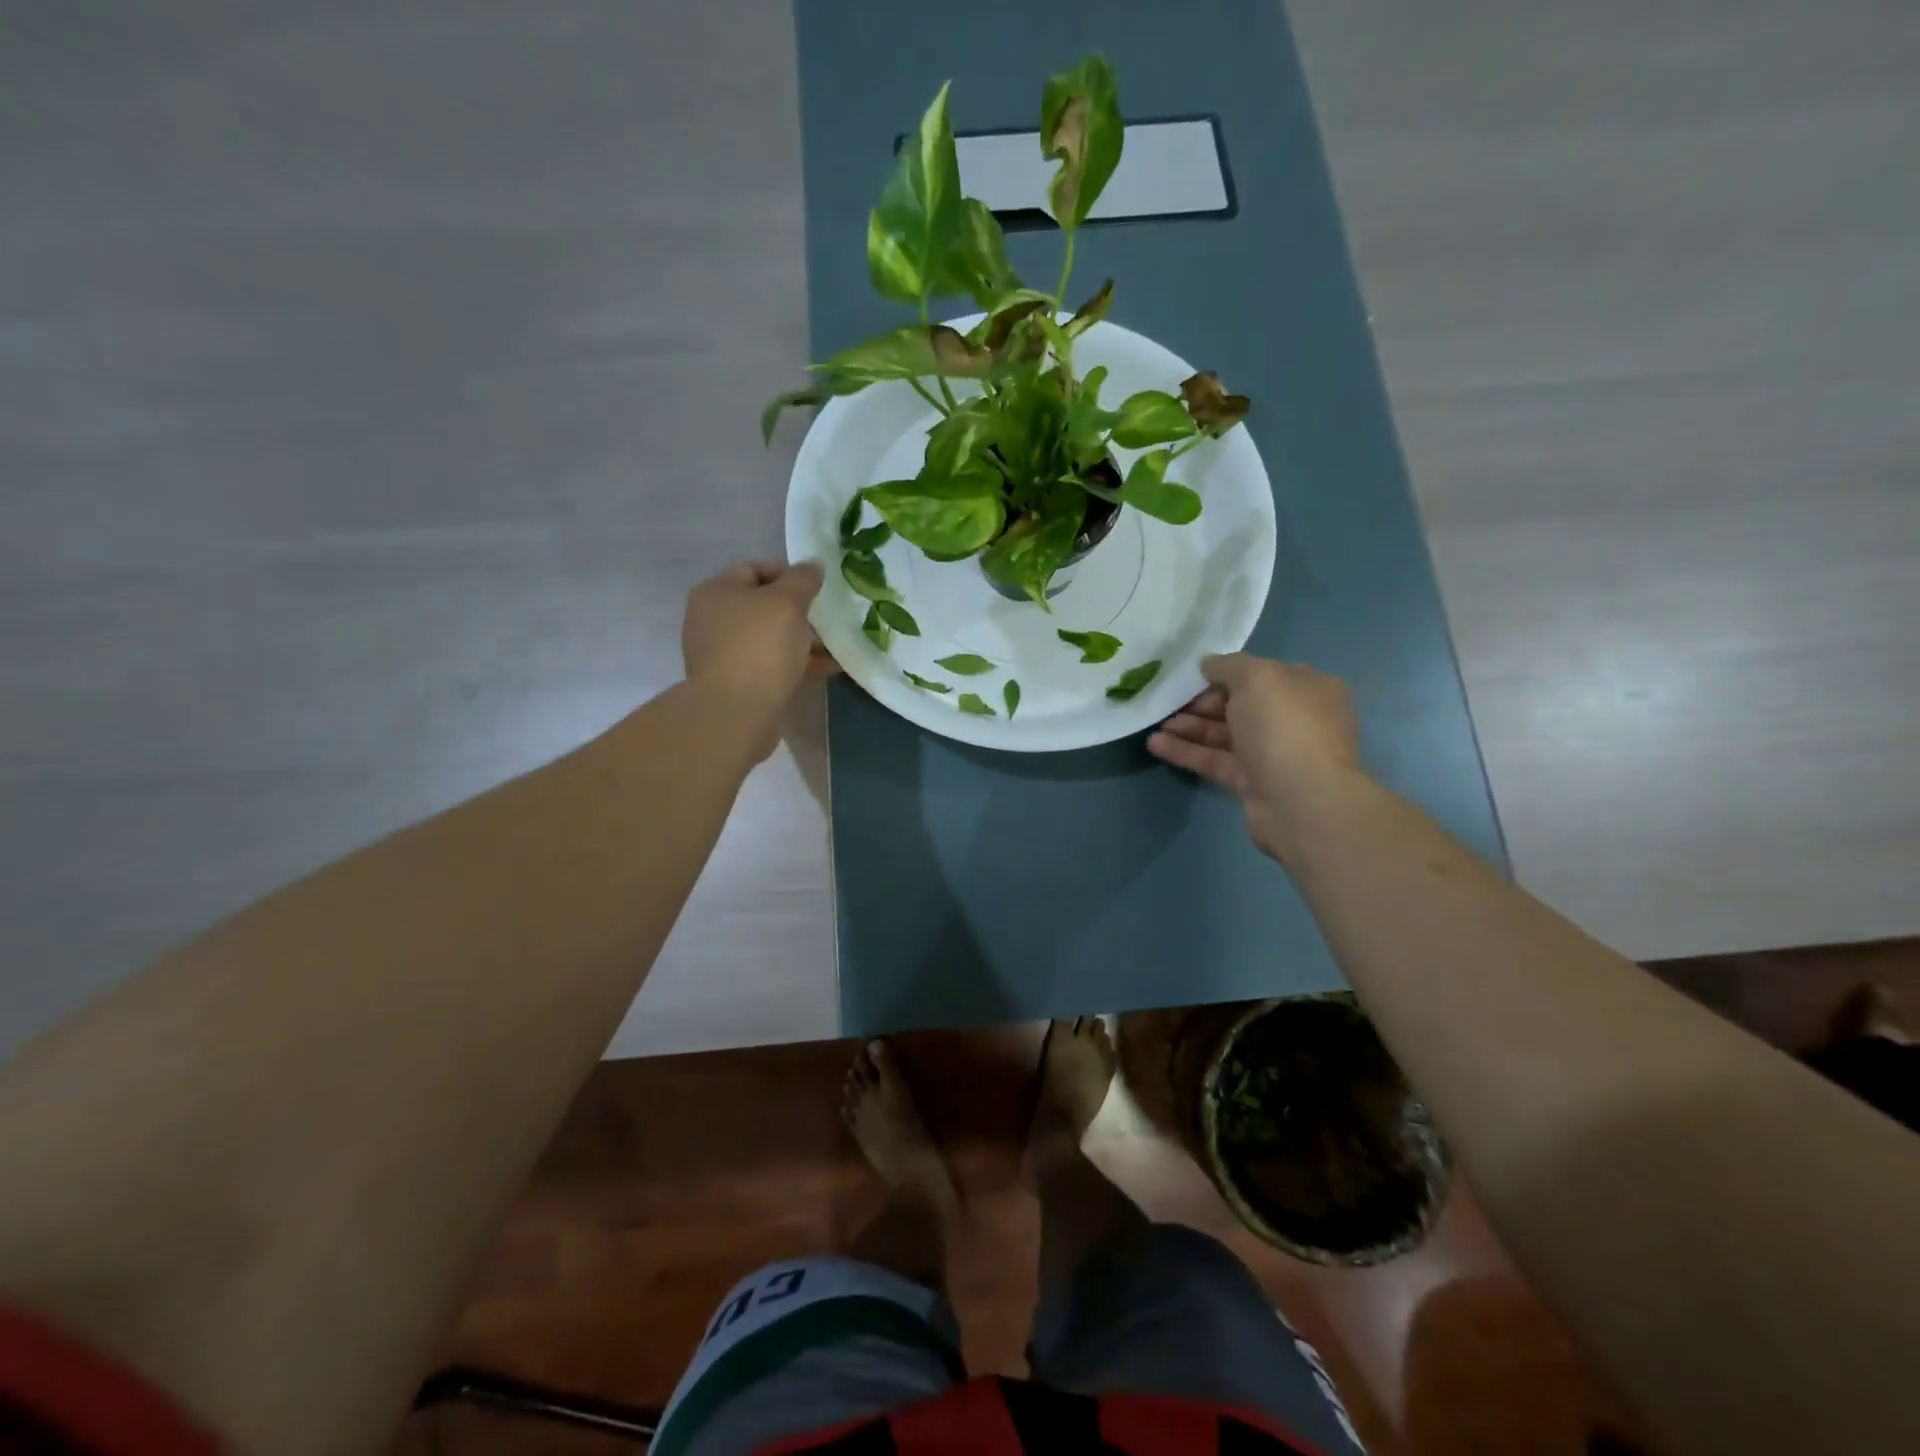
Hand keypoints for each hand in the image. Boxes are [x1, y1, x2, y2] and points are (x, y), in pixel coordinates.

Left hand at [682, 560, 832, 752]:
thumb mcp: (787, 603)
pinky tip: (828, 668)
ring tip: (835, 645)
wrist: (736, 712)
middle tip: (828, 618)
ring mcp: (723, 653)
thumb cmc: (759, 646)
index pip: (755, 569)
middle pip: (762, 606)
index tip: (818, 587)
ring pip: (769, 638)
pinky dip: (797, 663)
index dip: (789, 573)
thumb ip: (802, 580)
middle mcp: (713, 619)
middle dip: (799, 611)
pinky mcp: (737, 683)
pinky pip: (771, 665)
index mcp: (717, 592)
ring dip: (802, 640)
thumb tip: (813, 565)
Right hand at [1147, 653, 1362, 859]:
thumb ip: (1228, 665)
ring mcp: (1273, 753)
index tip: (1192, 675)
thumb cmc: (1284, 727)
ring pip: (1225, 734)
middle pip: (1240, 704)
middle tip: (1169, 701)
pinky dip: (1187, 751)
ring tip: (1155, 722)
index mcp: (1307, 688)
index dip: (1226, 672)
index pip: (1262, 674)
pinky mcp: (1253, 783)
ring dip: (1189, 726)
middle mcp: (1293, 719)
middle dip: (1202, 702)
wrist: (1301, 801)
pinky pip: (1216, 760)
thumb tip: (1208, 663)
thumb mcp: (1256, 678)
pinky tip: (1156, 744)